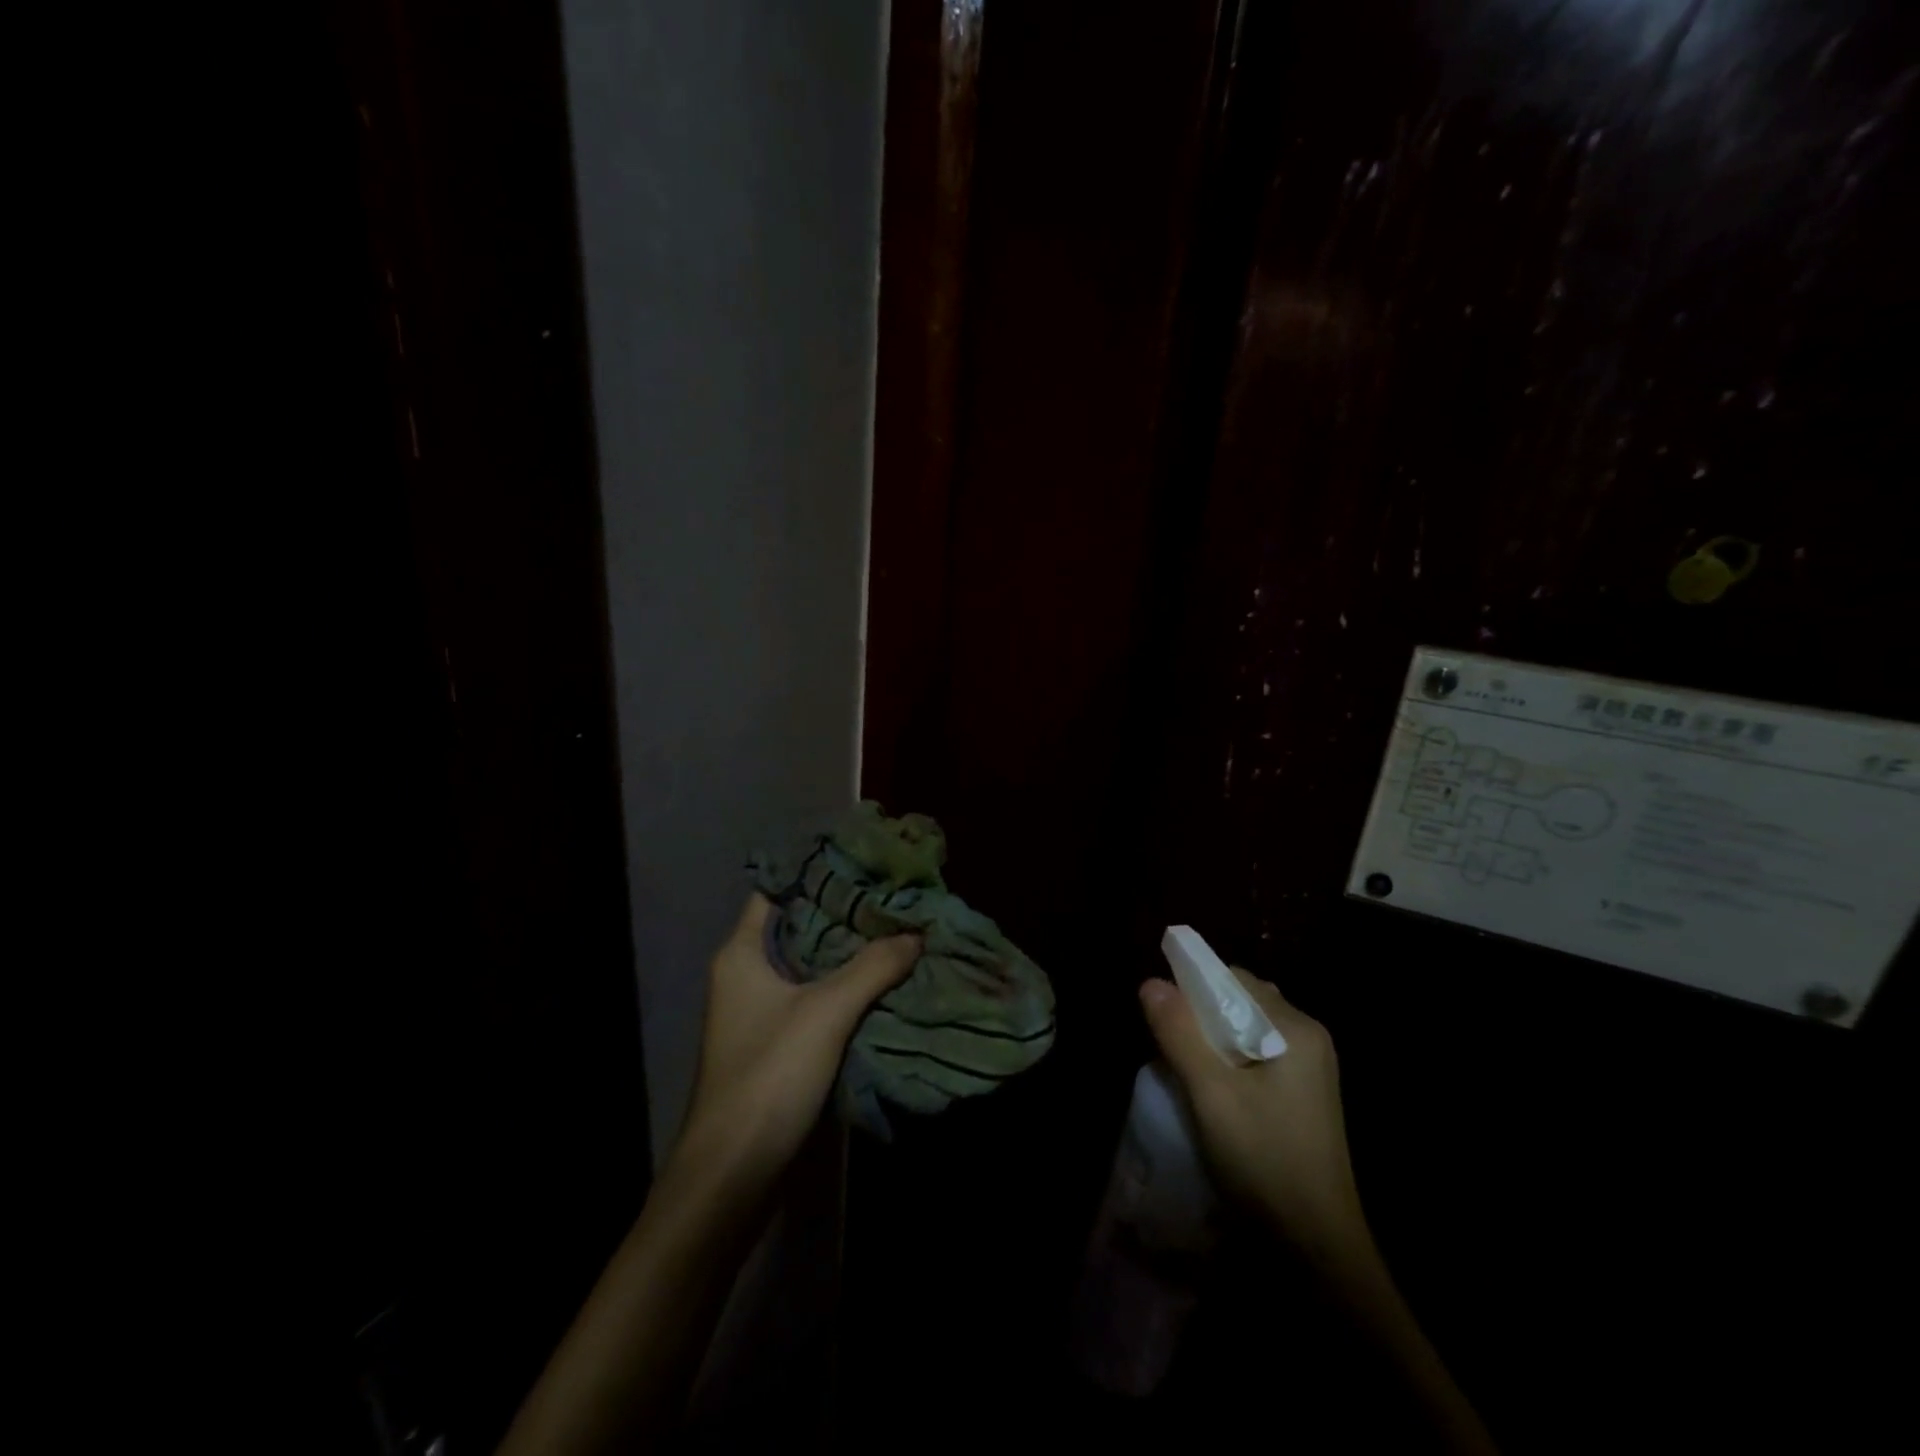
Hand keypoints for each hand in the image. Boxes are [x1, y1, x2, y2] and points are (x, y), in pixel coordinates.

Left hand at [672, 895, 920, 1192]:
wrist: (733, 1173)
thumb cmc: (770, 1074)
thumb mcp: (827, 1011)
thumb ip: (872, 967)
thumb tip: (915, 933)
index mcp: (742, 953)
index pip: (775, 892)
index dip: (814, 874)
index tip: (860, 862)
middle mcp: (745, 975)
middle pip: (798, 927)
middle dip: (843, 914)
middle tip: (891, 897)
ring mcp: (759, 1012)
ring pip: (809, 966)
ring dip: (847, 954)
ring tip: (896, 931)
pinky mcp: (776, 1044)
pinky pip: (814, 1000)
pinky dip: (844, 988)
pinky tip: (882, 982)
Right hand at [1139, 968, 1365, 1265]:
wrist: (1316, 1252)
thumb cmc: (1264, 1161)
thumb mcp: (1211, 1094)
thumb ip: (1180, 1033)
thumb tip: (1150, 982)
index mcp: (1296, 1029)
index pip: (1234, 979)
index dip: (1193, 986)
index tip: (1159, 1010)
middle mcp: (1308, 1040)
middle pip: (1242, 1002)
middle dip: (1200, 1013)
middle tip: (1167, 1040)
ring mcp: (1309, 1071)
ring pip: (1246, 1031)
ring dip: (1211, 1039)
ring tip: (1181, 1064)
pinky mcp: (1302, 1098)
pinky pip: (1256, 1057)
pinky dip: (1227, 1061)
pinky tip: (1208, 1089)